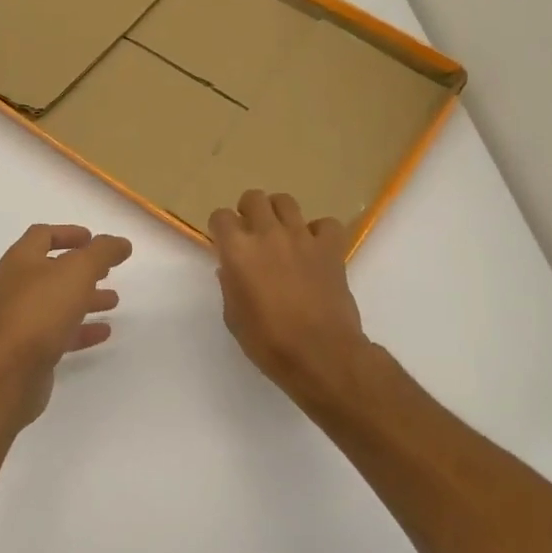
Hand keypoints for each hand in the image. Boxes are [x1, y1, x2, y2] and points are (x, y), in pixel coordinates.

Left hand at [0, 224, 132, 428]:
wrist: (8, 372)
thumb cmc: (40, 310)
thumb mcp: (77, 271)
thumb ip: (102, 252)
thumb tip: (120, 242)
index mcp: (22, 260)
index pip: (42, 235)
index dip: (68, 233)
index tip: (93, 239)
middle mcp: (17, 286)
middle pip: (51, 270)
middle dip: (81, 269)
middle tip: (107, 270)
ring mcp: (21, 319)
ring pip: (58, 302)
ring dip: (85, 298)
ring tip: (113, 300)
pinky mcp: (29, 350)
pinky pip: (59, 333)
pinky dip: (82, 329)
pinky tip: (104, 332)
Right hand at [210, 190, 370, 413]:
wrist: (320, 353)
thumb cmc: (268, 341)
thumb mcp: (234, 317)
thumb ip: (230, 285)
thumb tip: (231, 269)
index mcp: (238, 251)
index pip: (220, 217)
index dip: (220, 228)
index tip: (224, 242)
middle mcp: (268, 235)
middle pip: (254, 199)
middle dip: (248, 211)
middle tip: (251, 232)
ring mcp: (302, 238)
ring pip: (286, 202)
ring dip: (279, 214)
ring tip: (281, 234)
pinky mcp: (331, 248)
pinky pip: (325, 224)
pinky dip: (319, 232)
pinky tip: (314, 248)